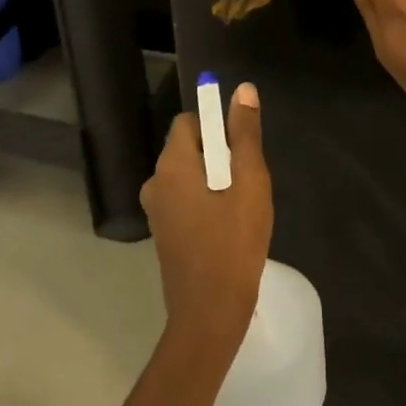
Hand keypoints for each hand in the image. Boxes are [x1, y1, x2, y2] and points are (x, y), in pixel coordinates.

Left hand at [141, 85, 272, 353]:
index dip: (216, 127)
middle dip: (219, 156)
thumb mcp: (249, 182)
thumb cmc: (233, 244)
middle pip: (188, 147)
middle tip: (246, 184)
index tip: (241, 153)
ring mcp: (156, 210)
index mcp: (171, 164)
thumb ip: (245, 134)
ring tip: (240, 209)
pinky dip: (205, 202)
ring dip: (214, 181)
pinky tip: (227, 228)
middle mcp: (155, 181)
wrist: (209, 316)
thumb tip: (243, 89)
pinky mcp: (163, 233)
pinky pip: (185, 199)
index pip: (189, 121)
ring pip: (189, 175)